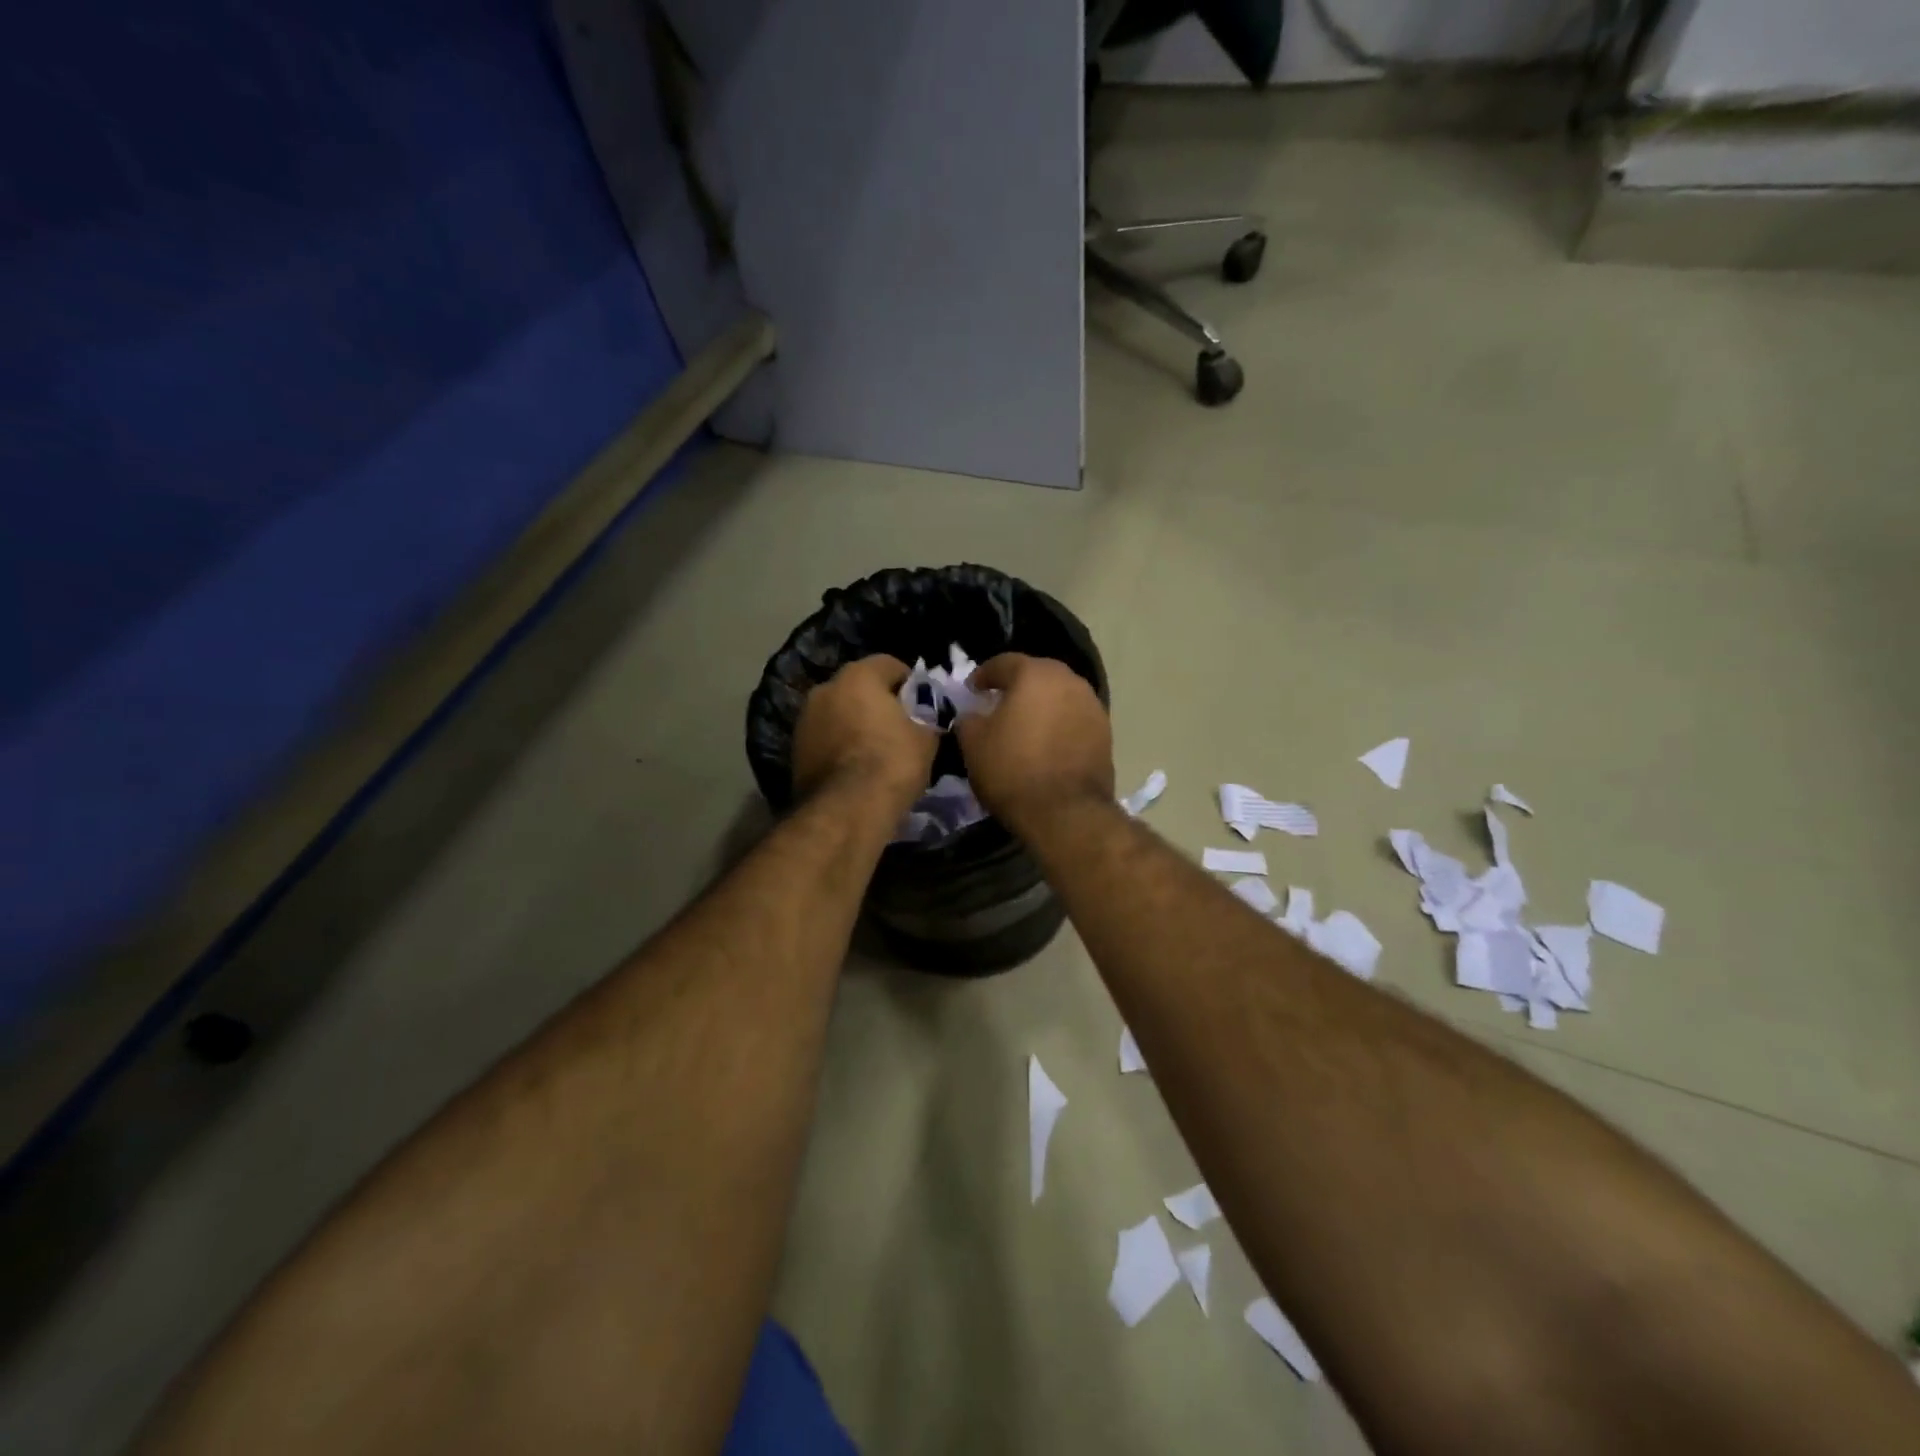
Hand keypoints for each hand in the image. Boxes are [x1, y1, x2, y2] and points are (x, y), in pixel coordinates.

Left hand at [792, 655, 937, 813]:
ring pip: (838, 713)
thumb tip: (925, 722)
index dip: (910, 683)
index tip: (923, 704)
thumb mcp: (926, 740)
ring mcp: (804, 720)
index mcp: (858, 676)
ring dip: (855, 724)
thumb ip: (926, 720)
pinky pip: (825, 739)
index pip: (889, 664)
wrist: (846, 810)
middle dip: (878, 703)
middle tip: (900, 727)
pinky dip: (839, 747)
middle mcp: (824, 688)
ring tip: (875, 750)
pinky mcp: (794, 750)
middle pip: (859, 688)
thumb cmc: (891, 763)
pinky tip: (855, 768)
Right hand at [954, 653, 1112, 834]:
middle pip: (1037, 675)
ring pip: (1060, 696)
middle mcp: (1068, 681)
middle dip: (1017, 686)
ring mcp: (1092, 706)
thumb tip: (974, 715)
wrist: (1066, 812)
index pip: (1004, 663)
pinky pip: (1074, 719)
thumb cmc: (1013, 770)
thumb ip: (969, 719)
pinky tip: (1047, 744)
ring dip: (1042, 705)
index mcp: (1034, 674)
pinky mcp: (1106, 733)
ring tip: (1026, 725)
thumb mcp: (973, 744)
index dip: (984, 675)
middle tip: (999, 703)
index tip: (972, 690)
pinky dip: (1059, 725)